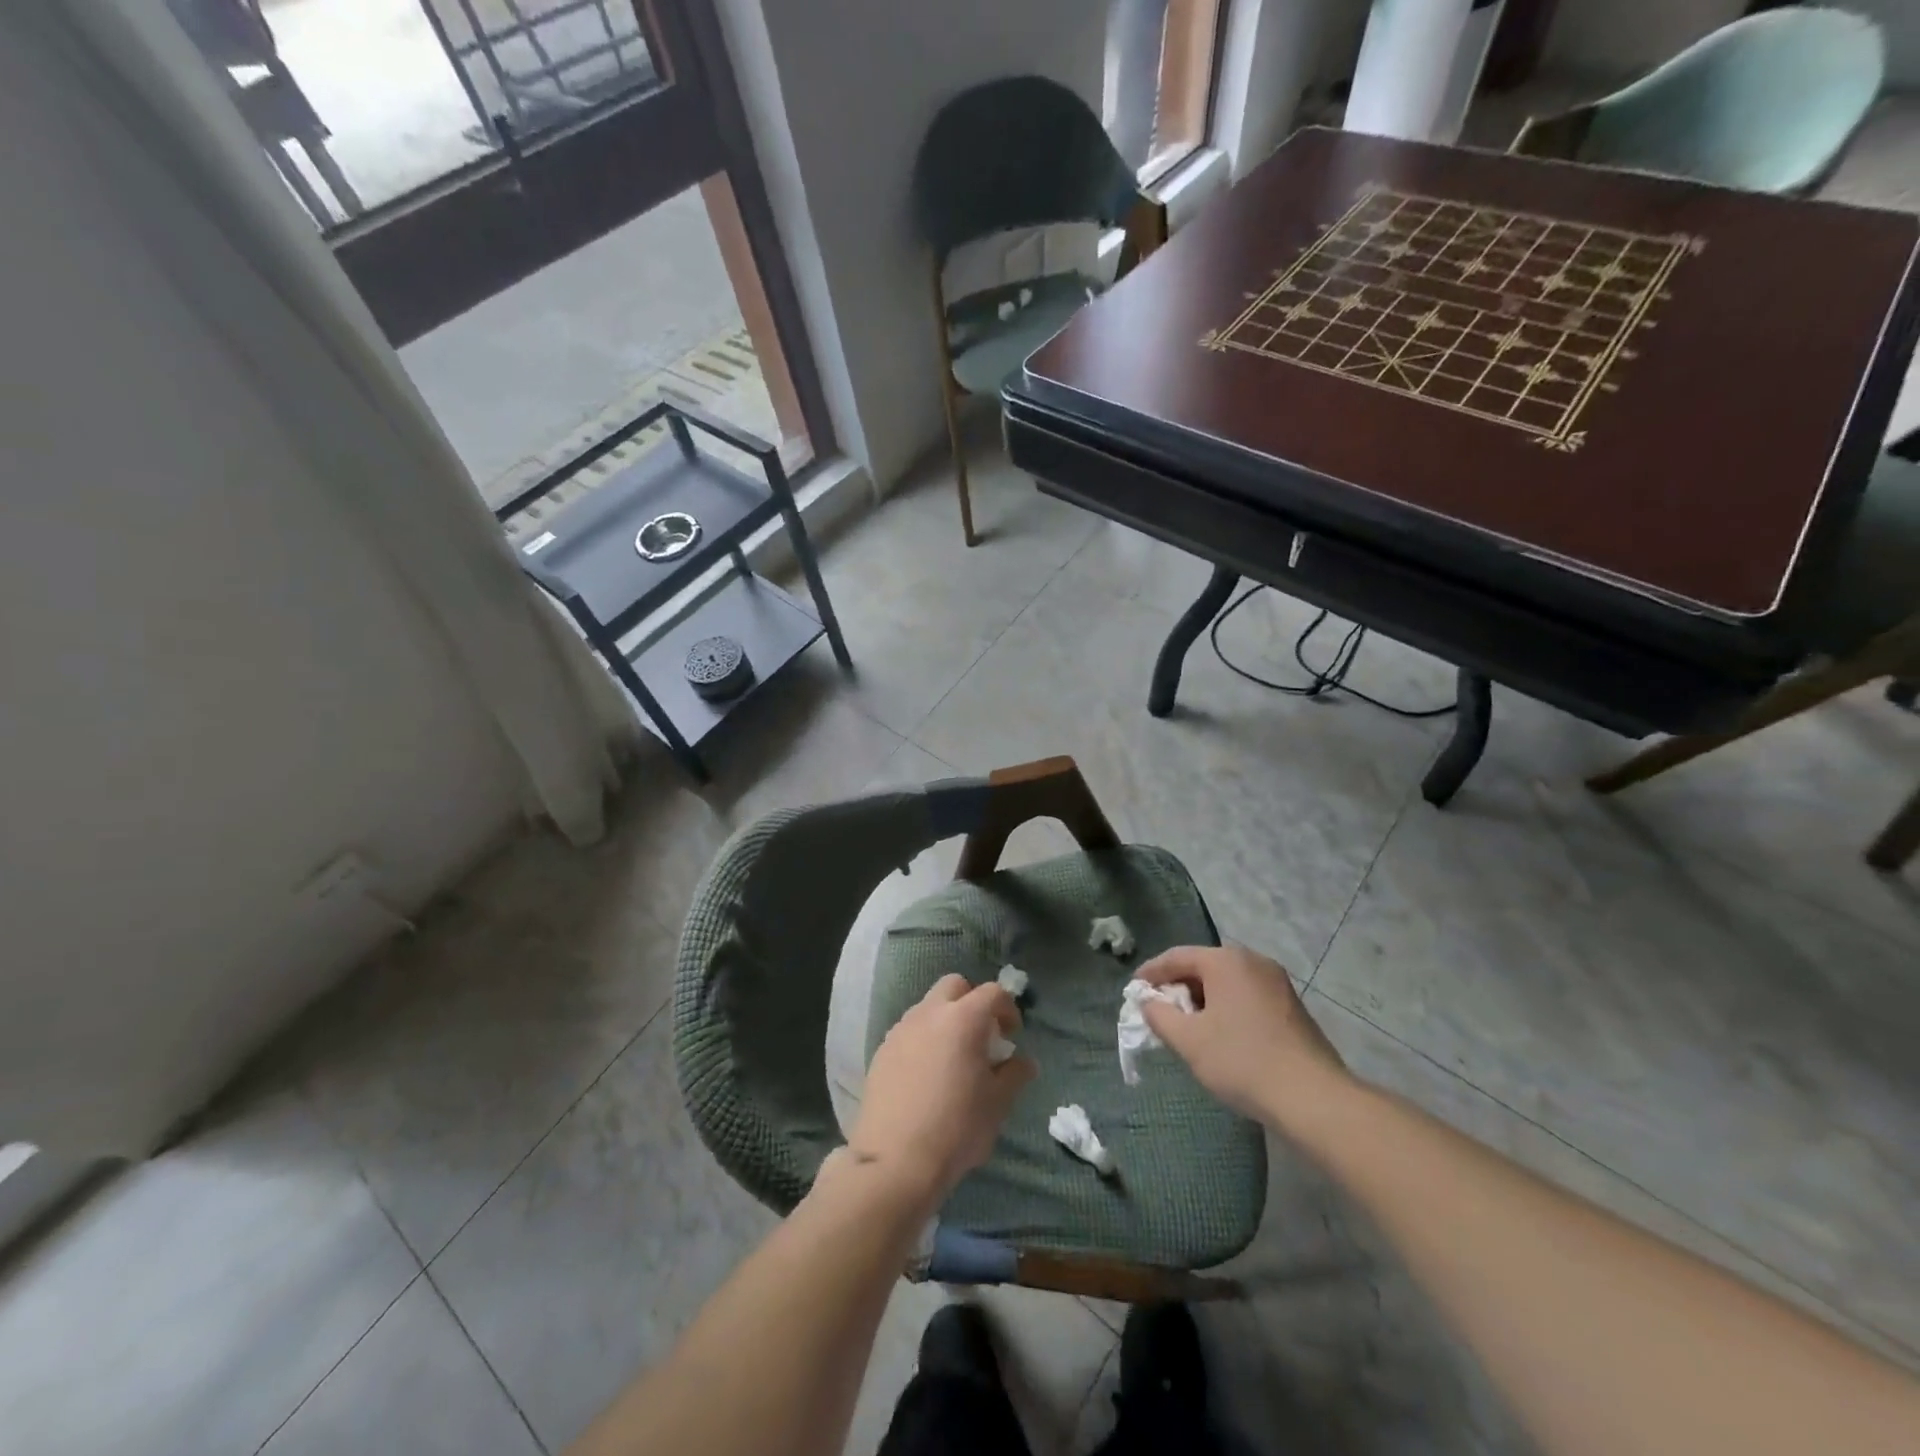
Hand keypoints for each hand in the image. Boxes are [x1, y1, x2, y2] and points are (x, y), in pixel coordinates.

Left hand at [847, 975, 1035, 1211]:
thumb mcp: (997, 1104)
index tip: (1012, 1035)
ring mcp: (901, 1029)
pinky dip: (923, 1040)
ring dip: (945, 1020)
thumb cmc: (956, 1128)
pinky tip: (927, 1076)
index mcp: (963, 1019)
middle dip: (972, 1002)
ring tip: (953, 1059)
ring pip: (928, 1007)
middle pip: (955, 986)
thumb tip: (1025, 1062)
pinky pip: (909, 1031)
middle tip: (981, 1037)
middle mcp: (930, 1013)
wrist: (895, 1161)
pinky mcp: (881, 1050)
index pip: (993, 993)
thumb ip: (1015, 1075)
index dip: (1008, 1008)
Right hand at [1137, 945, 1347, 1119]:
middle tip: (1159, 1011)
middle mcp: (1253, 961)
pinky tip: (1220, 1035)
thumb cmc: (1242, 1061)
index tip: (1134, 991)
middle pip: (1203, 966)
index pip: (1177, 956)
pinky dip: (1226, 1008)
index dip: (1151, 973)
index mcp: (1226, 961)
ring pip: (1226, 983)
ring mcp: (1277, 983)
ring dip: (1202, 1000)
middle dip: (1178, 988)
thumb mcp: (1189, 1040)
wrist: (1313, 1098)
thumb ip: (1160, 1016)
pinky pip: (1246, 996)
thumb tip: (1148, 1002)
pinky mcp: (1291, 1006)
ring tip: (1187, 1026)